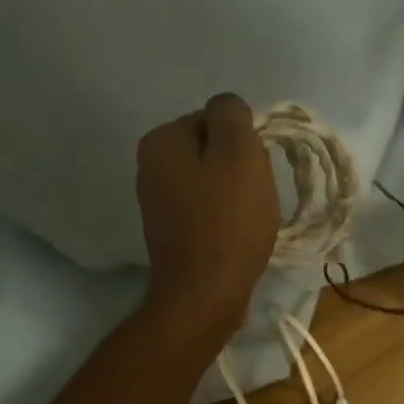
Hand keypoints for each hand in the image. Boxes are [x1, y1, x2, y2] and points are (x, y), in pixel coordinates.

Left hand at [136, 93, 278, 347]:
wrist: (204, 295)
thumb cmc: (226, 222)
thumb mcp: (239, 154)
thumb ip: (232, 115)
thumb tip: (226, 108)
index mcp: (162, 140)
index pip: (215, 118)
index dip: (243, 142)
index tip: (251, 172)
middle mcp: (150, 164)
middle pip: (212, 148)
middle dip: (239, 167)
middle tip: (252, 197)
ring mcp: (157, 200)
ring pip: (212, 179)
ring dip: (235, 194)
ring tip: (246, 220)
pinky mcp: (170, 230)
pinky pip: (206, 208)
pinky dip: (224, 217)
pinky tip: (234, 236)